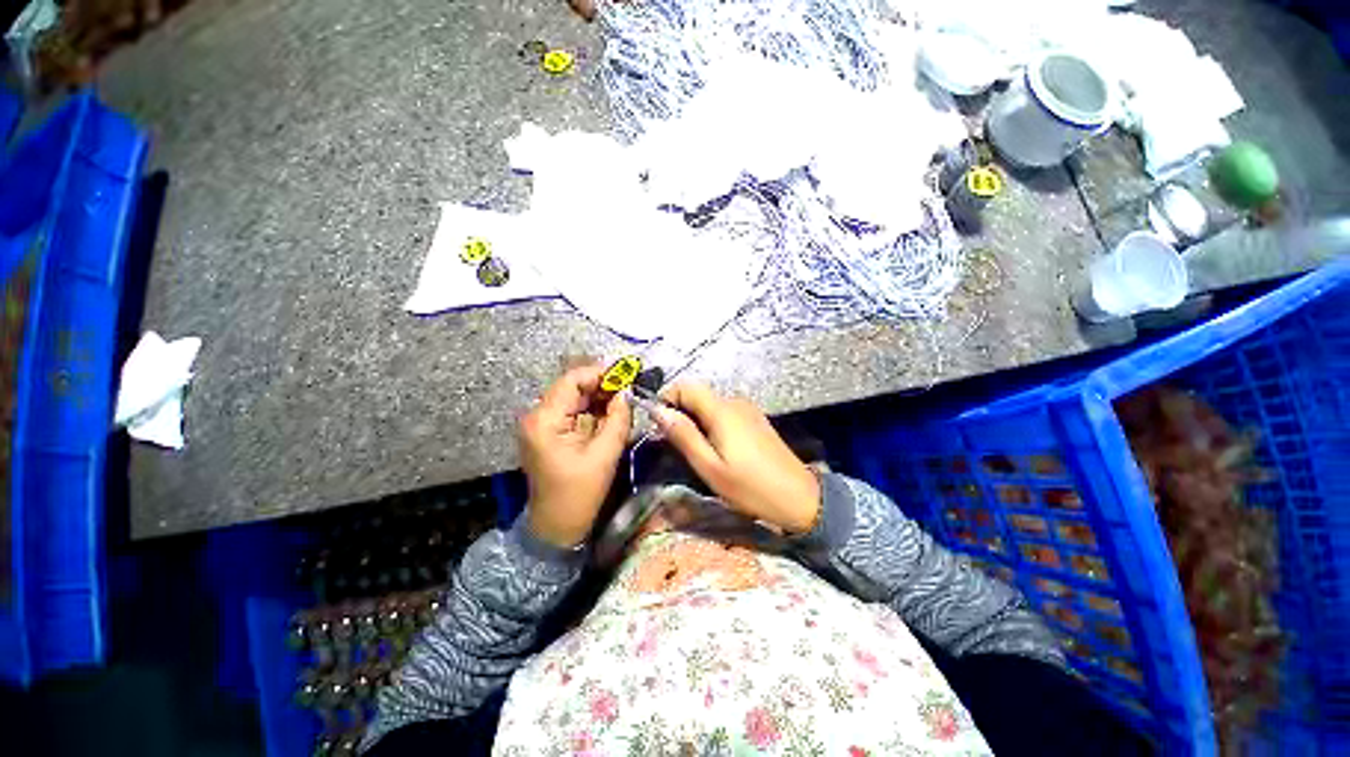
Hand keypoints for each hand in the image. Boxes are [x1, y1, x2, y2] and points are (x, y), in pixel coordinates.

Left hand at [520, 364, 632, 547]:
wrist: (556, 528)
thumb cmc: (579, 495)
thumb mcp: (605, 455)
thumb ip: (618, 418)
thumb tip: (627, 392)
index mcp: (545, 420)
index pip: (572, 380)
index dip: (600, 373)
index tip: (627, 377)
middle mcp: (538, 416)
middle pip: (572, 386)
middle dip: (602, 385)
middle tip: (630, 388)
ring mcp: (541, 424)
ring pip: (574, 397)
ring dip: (599, 396)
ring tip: (624, 399)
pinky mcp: (549, 432)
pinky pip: (573, 411)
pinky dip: (593, 409)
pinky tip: (611, 412)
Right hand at [655, 382, 820, 534]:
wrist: (799, 498)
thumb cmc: (750, 487)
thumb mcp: (710, 467)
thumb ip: (683, 435)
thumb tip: (658, 410)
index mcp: (722, 410)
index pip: (686, 386)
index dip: (667, 398)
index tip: (659, 424)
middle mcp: (735, 402)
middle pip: (697, 395)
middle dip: (680, 413)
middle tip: (676, 445)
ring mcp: (748, 409)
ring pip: (710, 405)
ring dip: (695, 421)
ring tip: (696, 452)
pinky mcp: (755, 419)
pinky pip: (724, 413)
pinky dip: (711, 424)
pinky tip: (718, 449)